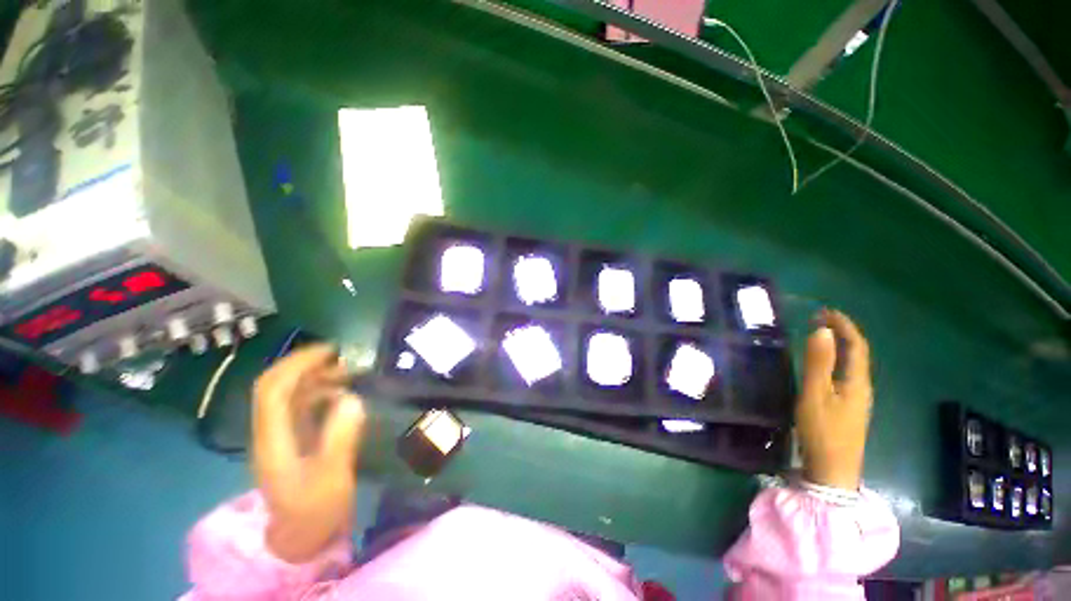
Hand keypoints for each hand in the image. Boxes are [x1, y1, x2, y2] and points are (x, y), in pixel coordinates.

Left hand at [251, 344, 365, 562]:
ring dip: (316, 376)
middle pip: (276, 386)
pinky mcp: (293, 438)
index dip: (297, 364)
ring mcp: (280, 434)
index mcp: (273, 440)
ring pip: (290, 393)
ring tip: (349, 371)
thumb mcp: (332, 479)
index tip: (331, 351)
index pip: (273, 391)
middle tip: (343, 357)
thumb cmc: (315, 511)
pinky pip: (302, 404)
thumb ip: (340, 438)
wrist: (300, 539)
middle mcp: (271, 431)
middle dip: (306, 365)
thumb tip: (353, 398)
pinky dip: (321, 391)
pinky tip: (343, 392)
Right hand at [796, 310, 872, 490]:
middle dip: (842, 332)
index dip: (844, 325)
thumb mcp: (815, 394)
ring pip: (852, 365)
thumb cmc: (823, 431)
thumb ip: (818, 363)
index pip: (857, 345)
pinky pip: (846, 375)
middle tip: (818, 319)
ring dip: (839, 346)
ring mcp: (857, 400)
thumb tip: (821, 330)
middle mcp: (862, 387)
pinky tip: (823, 365)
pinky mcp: (848, 408)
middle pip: (858, 353)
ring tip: (820, 336)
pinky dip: (836, 360)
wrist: (832, 472)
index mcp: (857, 382)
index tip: (824, 311)